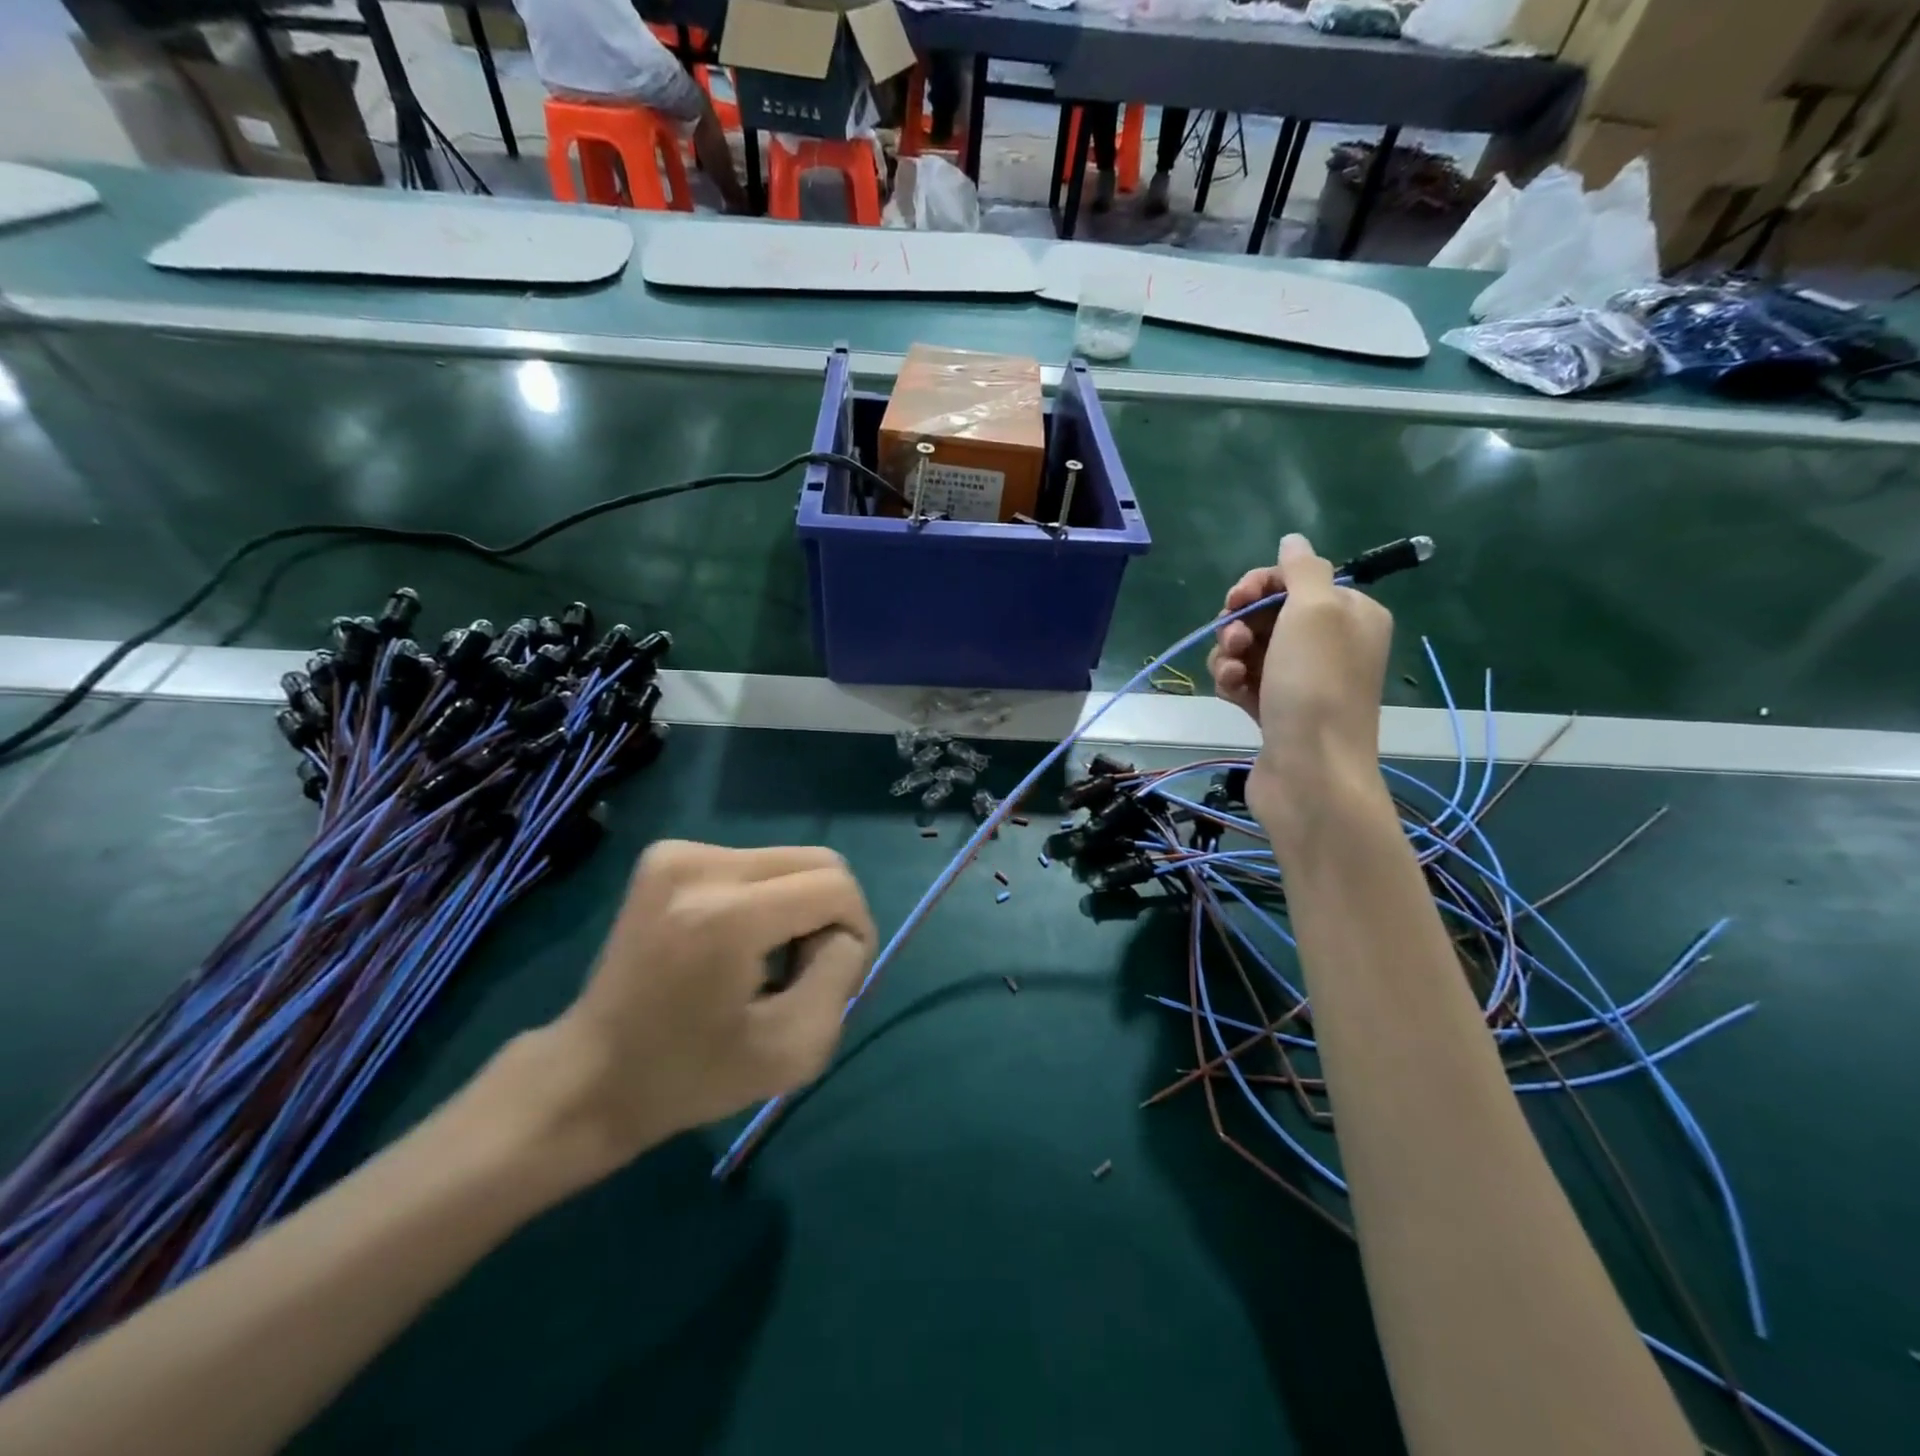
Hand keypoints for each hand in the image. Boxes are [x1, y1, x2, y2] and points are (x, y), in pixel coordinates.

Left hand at [524, 841, 876, 1180]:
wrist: (590, 1076)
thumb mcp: (795, 1050)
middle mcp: (699, 866)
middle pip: (818, 863)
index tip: (831, 980)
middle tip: (801, 971)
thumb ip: (841, 975)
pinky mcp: (665, 855)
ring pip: (789, 861)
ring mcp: (676, 854)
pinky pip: (754, 863)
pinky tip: (735, 942)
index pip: (836, 887)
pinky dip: (765, 899)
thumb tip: (842, 929)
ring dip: (797, 906)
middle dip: (829, 915)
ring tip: (765, 960)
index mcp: (726, 916)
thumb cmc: (692, 1077)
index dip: (855, 931)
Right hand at [1207, 534, 1393, 840]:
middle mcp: (1329, 643)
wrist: (1310, 772)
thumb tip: (1293, 540)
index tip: (1236, 598)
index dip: (1260, 584)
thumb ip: (1302, 569)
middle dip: (1240, 622)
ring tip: (1230, 672)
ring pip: (1249, 648)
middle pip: (1268, 613)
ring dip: (1230, 653)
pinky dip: (1231, 681)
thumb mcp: (1315, 610)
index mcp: (1349, 614)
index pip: (1297, 579)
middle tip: (1234, 639)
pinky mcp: (1276, 709)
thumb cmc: (1316, 685)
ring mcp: (1301, 680)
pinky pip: (1244, 680)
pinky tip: (1229, 692)